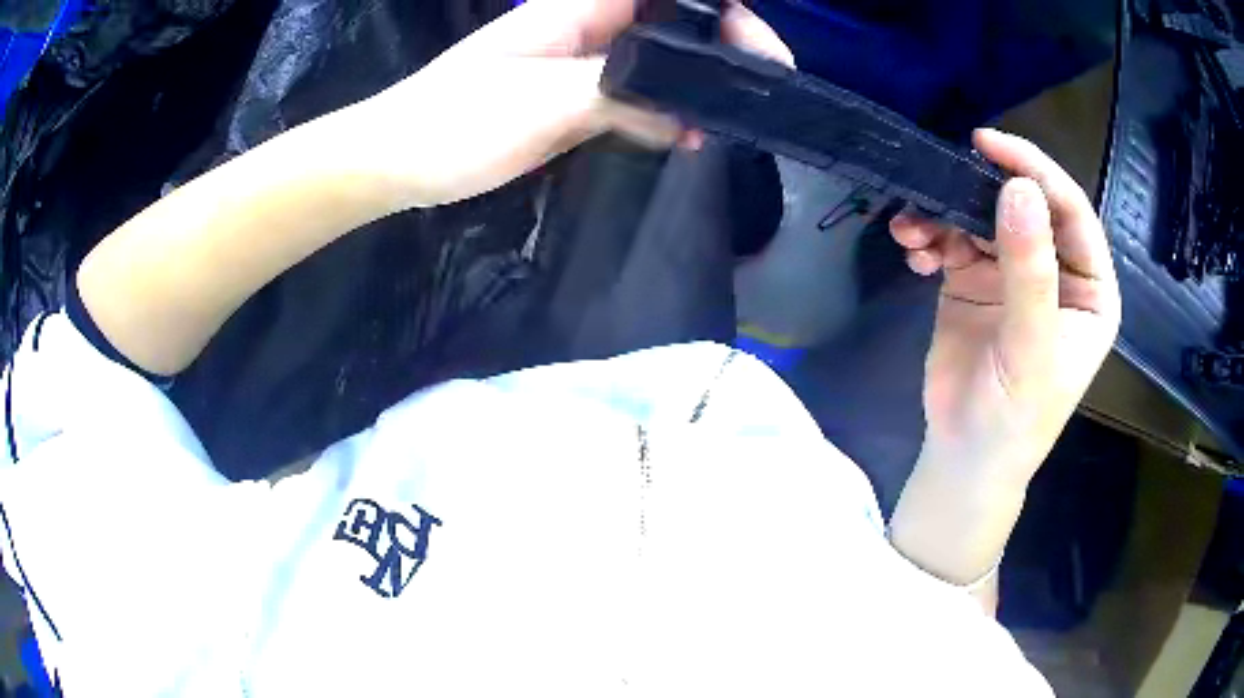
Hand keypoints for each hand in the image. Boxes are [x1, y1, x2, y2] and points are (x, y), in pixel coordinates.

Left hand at [350, 0, 792, 207]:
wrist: (399, 162)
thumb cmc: (455, 122)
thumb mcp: (545, 100)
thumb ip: (622, 94)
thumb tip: (688, 109)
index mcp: (582, 9)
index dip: (722, 12)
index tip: (755, 51)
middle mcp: (590, 29)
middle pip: (675, 26)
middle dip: (722, 51)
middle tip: (754, 92)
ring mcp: (583, 66)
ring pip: (659, 64)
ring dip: (697, 88)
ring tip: (726, 122)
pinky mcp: (574, 102)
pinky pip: (636, 99)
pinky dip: (666, 115)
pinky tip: (687, 139)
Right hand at [890, 129, 1120, 485]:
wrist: (963, 457)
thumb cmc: (1014, 418)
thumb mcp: (1030, 349)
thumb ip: (1030, 272)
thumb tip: (1017, 188)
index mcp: (1089, 288)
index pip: (1071, 211)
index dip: (1034, 171)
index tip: (988, 143)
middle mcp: (1056, 271)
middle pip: (1023, 206)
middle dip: (979, 190)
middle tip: (939, 175)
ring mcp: (1014, 274)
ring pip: (982, 217)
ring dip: (944, 214)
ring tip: (913, 230)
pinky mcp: (975, 281)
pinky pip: (953, 240)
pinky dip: (930, 237)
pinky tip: (913, 252)